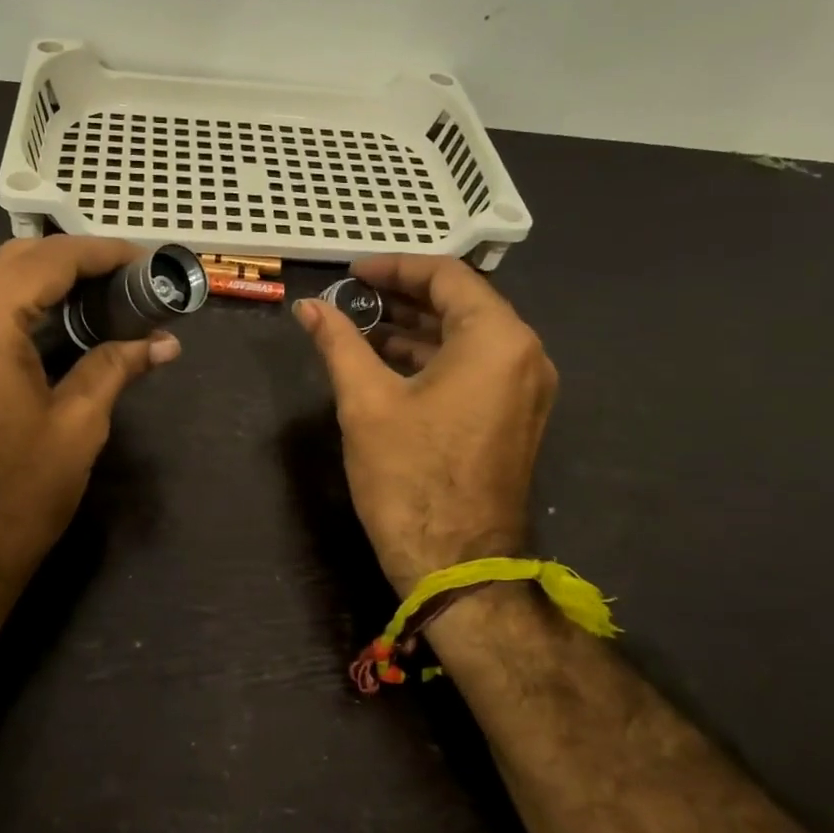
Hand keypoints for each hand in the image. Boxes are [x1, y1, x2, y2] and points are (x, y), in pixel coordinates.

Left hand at [0, 237, 180, 617]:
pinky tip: (54, 318)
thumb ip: (117, 366)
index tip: (145, 260)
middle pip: (15, 259)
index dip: (102, 253)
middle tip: (127, 276)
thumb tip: (164, 343)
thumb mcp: (79, 425)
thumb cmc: (18, 494)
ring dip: (44, 277)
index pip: (48, 260)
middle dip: (74, 259)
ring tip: (99, 292)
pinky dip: (16, 301)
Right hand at [295, 256, 557, 595]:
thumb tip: (308, 306)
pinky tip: (387, 364)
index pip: (447, 276)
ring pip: (467, 338)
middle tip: (353, 298)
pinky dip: (433, 359)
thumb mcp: (366, 401)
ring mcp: (525, 389)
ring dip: (416, 329)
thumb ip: (339, 342)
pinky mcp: (515, 417)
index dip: (395, 267)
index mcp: (496, 340)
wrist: (456, 565)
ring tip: (361, 329)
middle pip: (462, 304)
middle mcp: (524, 355)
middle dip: (404, 297)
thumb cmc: (410, 477)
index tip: (352, 273)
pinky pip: (475, 368)